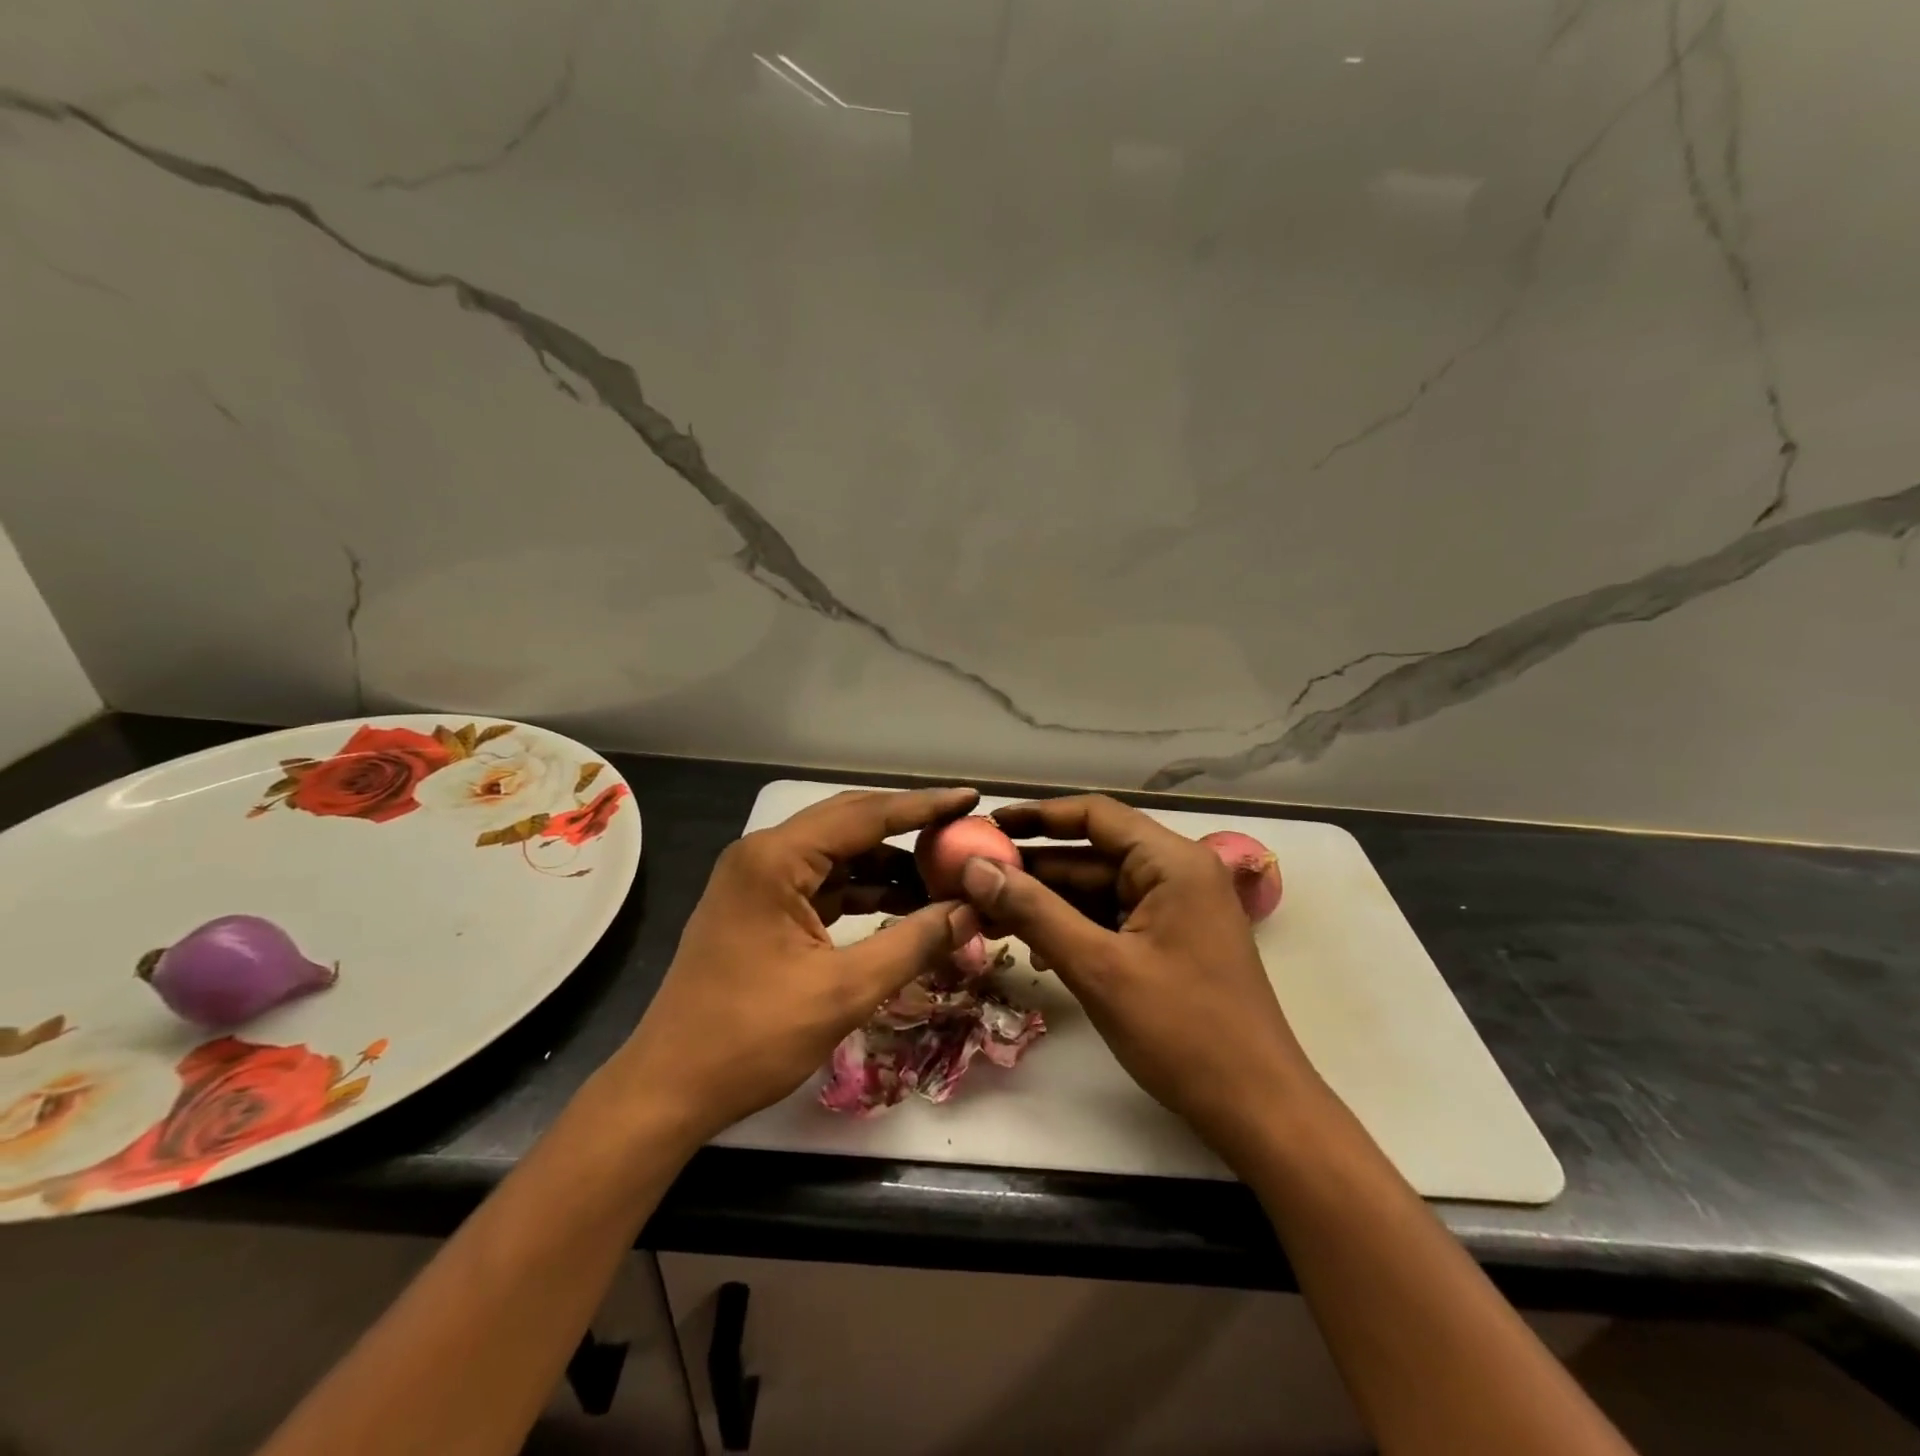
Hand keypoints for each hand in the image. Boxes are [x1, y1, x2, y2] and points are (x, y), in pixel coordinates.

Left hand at [612, 787, 981, 1146]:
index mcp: (776, 859)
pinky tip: (901, 906)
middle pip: (850, 824)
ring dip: (887, 865)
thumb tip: (972, 911)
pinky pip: (822, 883)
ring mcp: (758, 880)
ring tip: (942, 880)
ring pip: (838, 855)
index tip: (971, 798)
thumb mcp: (844, 990)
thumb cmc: (752, 1037)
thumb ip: (913, 943)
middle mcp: (764, 855)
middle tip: (962, 834)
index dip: (923, 807)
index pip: (865, 815)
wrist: (670, 1088)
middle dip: (908, 830)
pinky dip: (862, 891)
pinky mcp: (761, 907)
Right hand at [958, 794, 1326, 1155]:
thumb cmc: (1183, 1031)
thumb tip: (975, 868)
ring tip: (990, 916)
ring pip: (1099, 891)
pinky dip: (1075, 929)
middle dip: (1034, 870)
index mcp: (1172, 862)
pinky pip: (1113, 920)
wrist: (1258, 1110)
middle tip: (974, 881)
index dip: (1038, 816)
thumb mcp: (1099, 968)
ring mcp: (1177, 910)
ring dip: (1049, 904)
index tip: (987, 826)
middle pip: (1093, 855)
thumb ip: (1034, 912)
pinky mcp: (1172, 943)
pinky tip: (1037, 951)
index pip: (1095, 815)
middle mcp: (1177, 874)